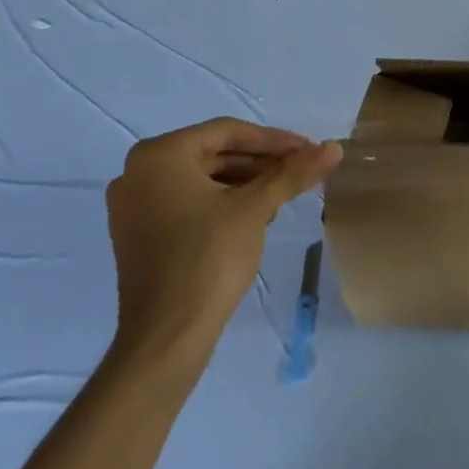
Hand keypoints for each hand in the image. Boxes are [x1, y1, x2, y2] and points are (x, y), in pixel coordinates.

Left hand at [105, 119, 340, 370]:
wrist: (166, 336)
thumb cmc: (208, 258)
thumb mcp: (255, 209)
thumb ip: (293, 173)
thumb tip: (334, 148)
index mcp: (159, 155)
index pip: (228, 132)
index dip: (275, 140)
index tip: (310, 151)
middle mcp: (137, 171)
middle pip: (214, 153)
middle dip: (262, 162)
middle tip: (302, 171)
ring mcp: (134, 205)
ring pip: (202, 178)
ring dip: (246, 181)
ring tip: (286, 193)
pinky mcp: (139, 233)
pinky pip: (188, 201)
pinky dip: (223, 201)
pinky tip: (256, 213)